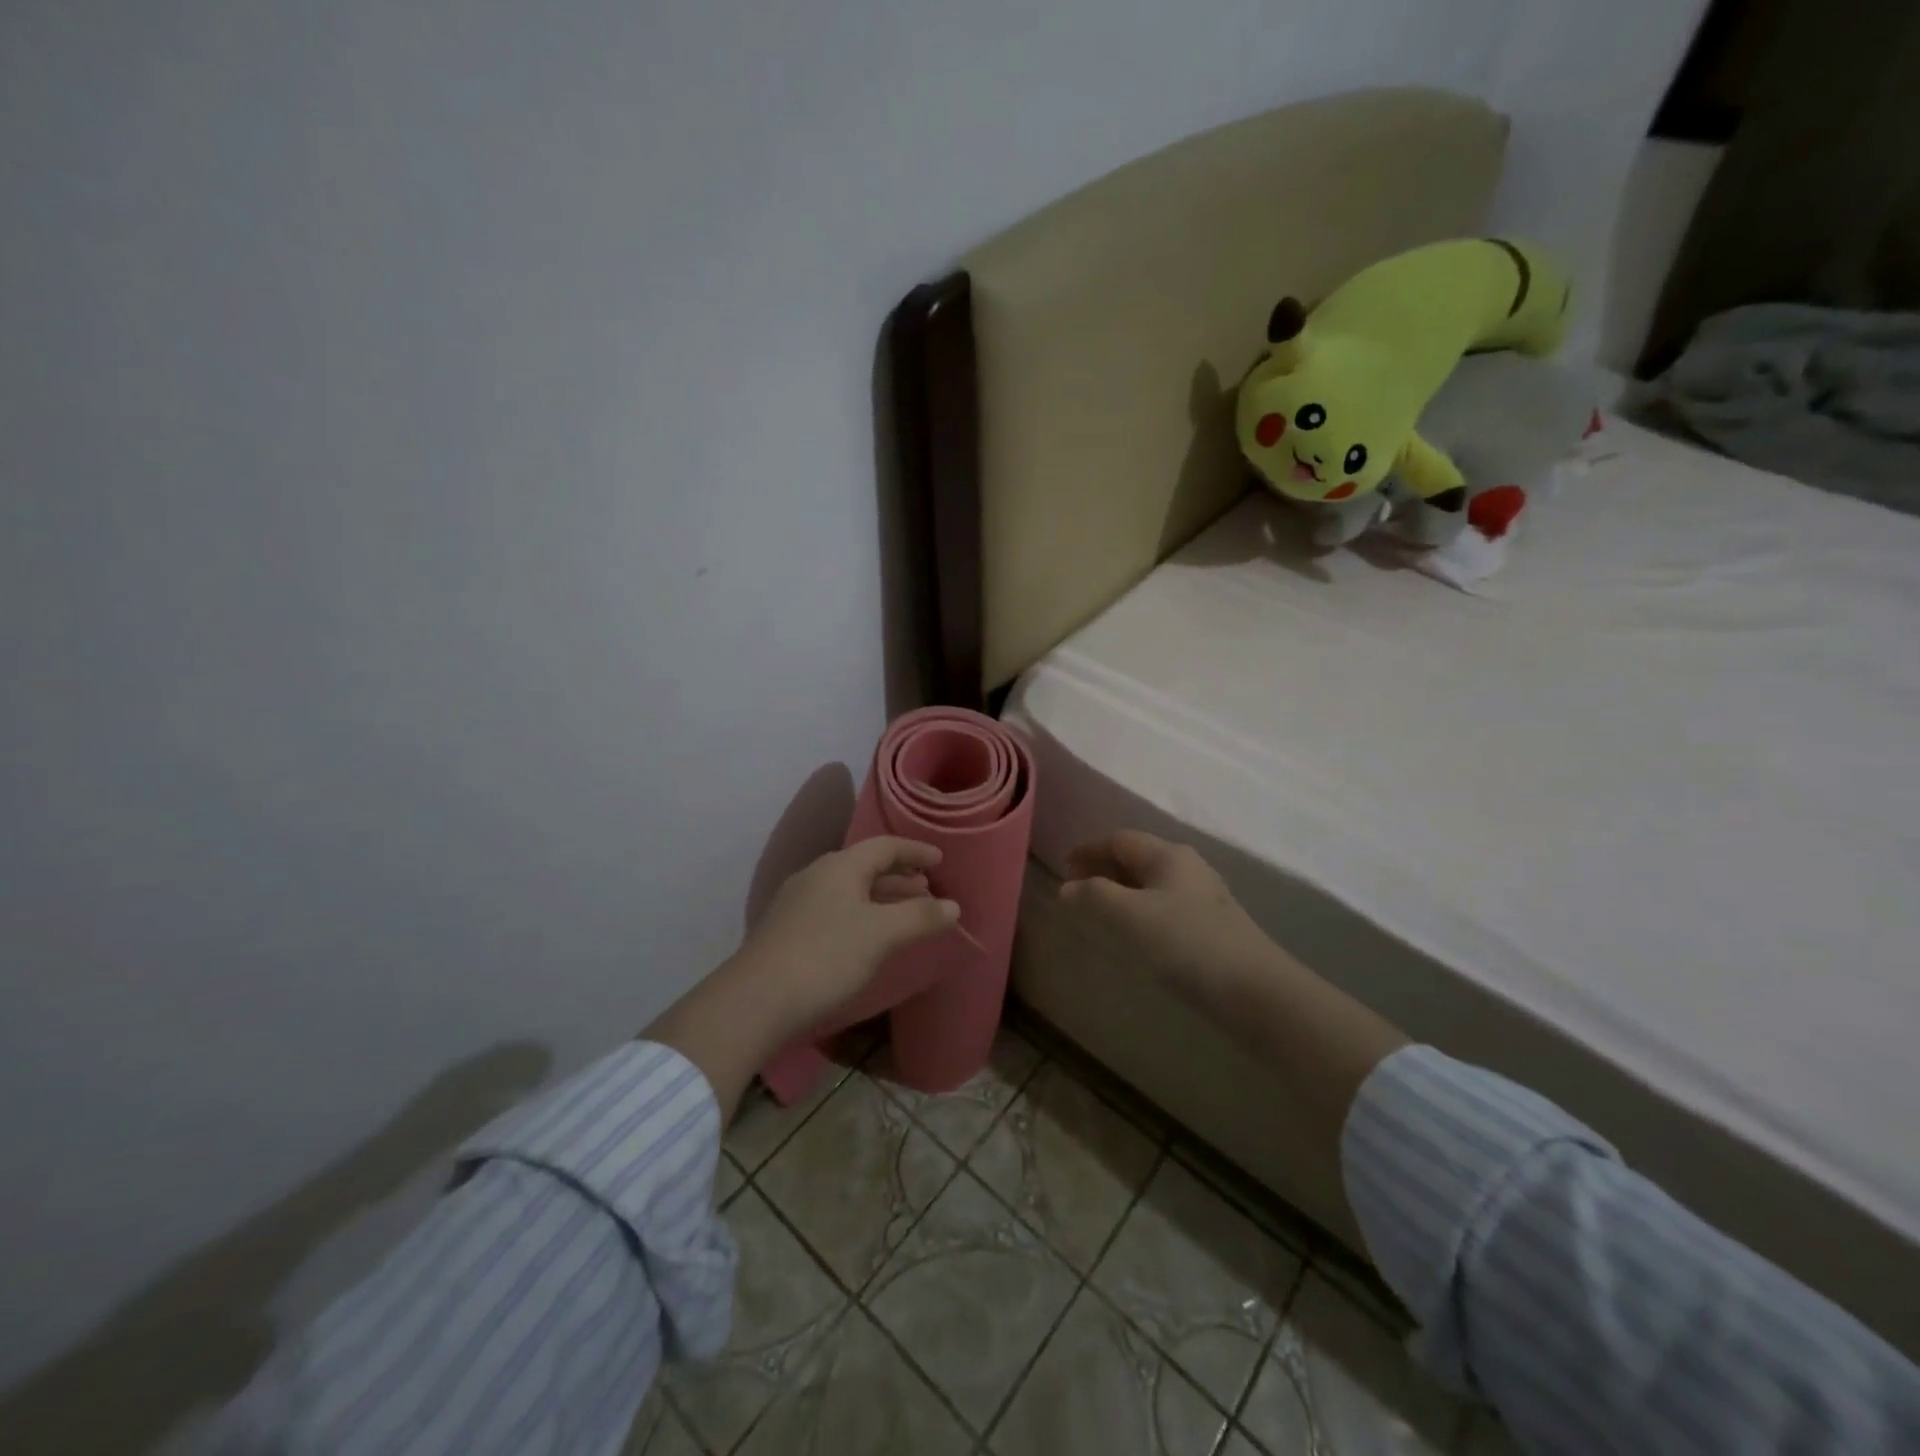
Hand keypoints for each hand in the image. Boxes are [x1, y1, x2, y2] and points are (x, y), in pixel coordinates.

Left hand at [734, 836, 959, 1032]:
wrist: (756, 1000)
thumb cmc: (826, 956)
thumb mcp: (881, 935)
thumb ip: (919, 917)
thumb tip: (953, 905)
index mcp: (840, 866)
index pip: (885, 846)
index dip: (915, 851)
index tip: (940, 860)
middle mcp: (817, 875)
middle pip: (866, 866)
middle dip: (900, 877)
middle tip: (928, 892)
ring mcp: (798, 902)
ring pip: (850, 889)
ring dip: (881, 897)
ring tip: (905, 916)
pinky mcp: (788, 929)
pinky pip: (835, 908)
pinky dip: (861, 914)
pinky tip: (868, 938)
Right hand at [1061, 830, 1282, 1002]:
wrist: (1256, 991)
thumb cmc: (1186, 943)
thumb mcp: (1131, 916)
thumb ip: (1095, 896)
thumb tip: (1068, 887)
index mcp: (1168, 855)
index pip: (1120, 840)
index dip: (1089, 850)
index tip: (1063, 866)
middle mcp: (1188, 867)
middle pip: (1138, 857)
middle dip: (1104, 868)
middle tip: (1076, 887)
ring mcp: (1203, 897)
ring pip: (1152, 882)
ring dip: (1122, 889)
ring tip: (1100, 909)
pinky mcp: (1212, 925)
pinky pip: (1165, 904)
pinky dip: (1140, 908)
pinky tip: (1135, 931)